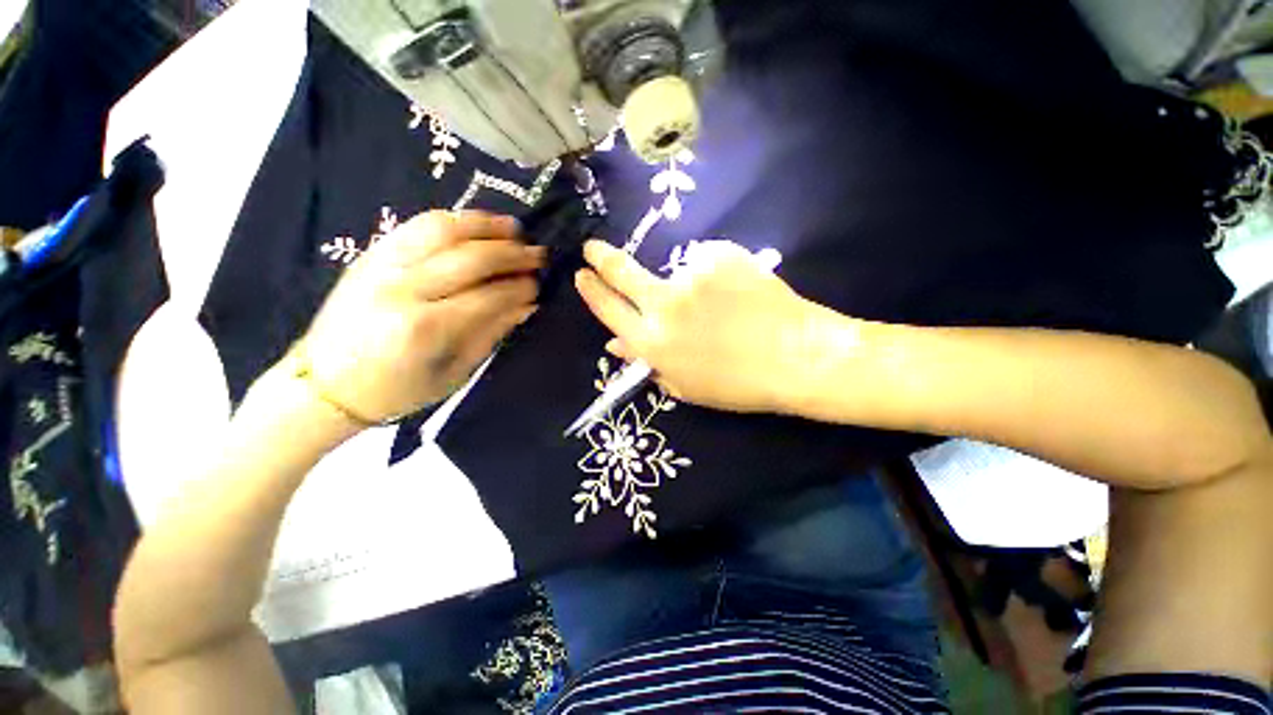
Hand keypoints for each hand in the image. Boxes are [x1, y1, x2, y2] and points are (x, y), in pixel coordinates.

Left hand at [295, 211, 543, 423]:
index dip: (520, 288)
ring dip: (484, 225)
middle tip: (537, 254)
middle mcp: (402, 289)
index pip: (487, 296)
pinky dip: (452, 221)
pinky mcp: (370, 255)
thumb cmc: (397, 390)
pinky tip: (475, 225)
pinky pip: (417, 226)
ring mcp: (382, 266)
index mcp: (425, 328)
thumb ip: (492, 332)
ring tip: (513, 228)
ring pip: (442, 229)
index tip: (539, 285)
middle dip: (511, 253)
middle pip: (470, 258)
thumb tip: (527, 305)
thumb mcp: (454, 372)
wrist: (325, 385)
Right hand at [575, 239, 824, 413]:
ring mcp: (691, 276)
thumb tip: (615, 343)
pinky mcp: (718, 256)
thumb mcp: (686, 385)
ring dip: (689, 283)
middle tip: (594, 248)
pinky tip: (739, 293)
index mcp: (653, 342)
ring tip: (723, 305)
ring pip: (674, 270)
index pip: (608, 310)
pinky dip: (715, 274)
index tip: (583, 275)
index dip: (592, 291)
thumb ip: (648, 361)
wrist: (796, 357)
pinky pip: (706, 261)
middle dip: (602, 258)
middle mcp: (664, 305)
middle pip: (622, 273)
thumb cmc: (738, 383)